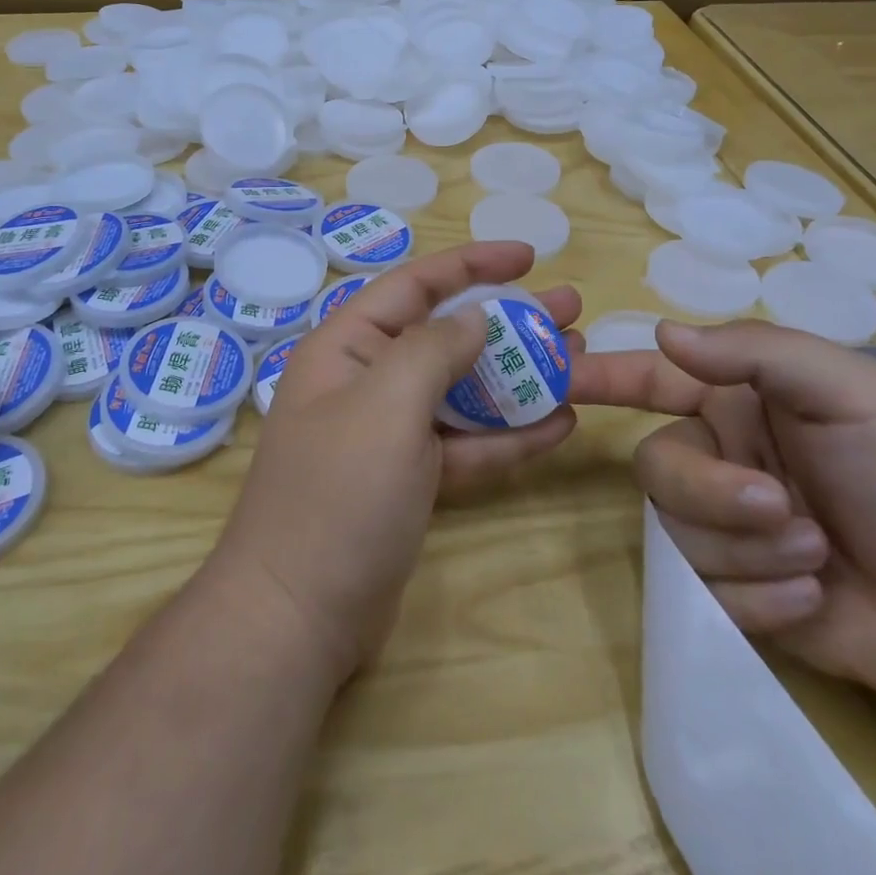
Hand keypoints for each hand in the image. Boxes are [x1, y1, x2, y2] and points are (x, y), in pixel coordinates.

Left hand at [211, 241, 582, 680]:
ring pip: (463, 391)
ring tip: (577, 360)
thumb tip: (473, 317)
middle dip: (508, 321)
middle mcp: (367, 381)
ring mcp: (390, 434)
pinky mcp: (411, 481)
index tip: (528, 257)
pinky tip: (559, 424)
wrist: (297, 617)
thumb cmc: (338, 494)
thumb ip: (433, 349)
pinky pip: (466, 444)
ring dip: (517, 378)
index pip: (414, 285)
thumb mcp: (386, 405)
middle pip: (447, 336)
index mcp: (346, 347)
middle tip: (571, 312)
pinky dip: (508, 435)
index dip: (472, 264)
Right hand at [579, 320, 875, 714]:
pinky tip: (812, 600)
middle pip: (659, 468)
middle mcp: (721, 457)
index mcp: (740, 403)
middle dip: (716, 495)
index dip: (600, 374)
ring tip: (818, 557)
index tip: (553, 377)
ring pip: (679, 533)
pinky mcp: (735, 593)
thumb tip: (665, 334)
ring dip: (750, 551)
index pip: (652, 378)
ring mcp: (726, 528)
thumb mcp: (853, 393)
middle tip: (783, 511)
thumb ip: (759, 353)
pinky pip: (705, 593)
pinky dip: (759, 601)